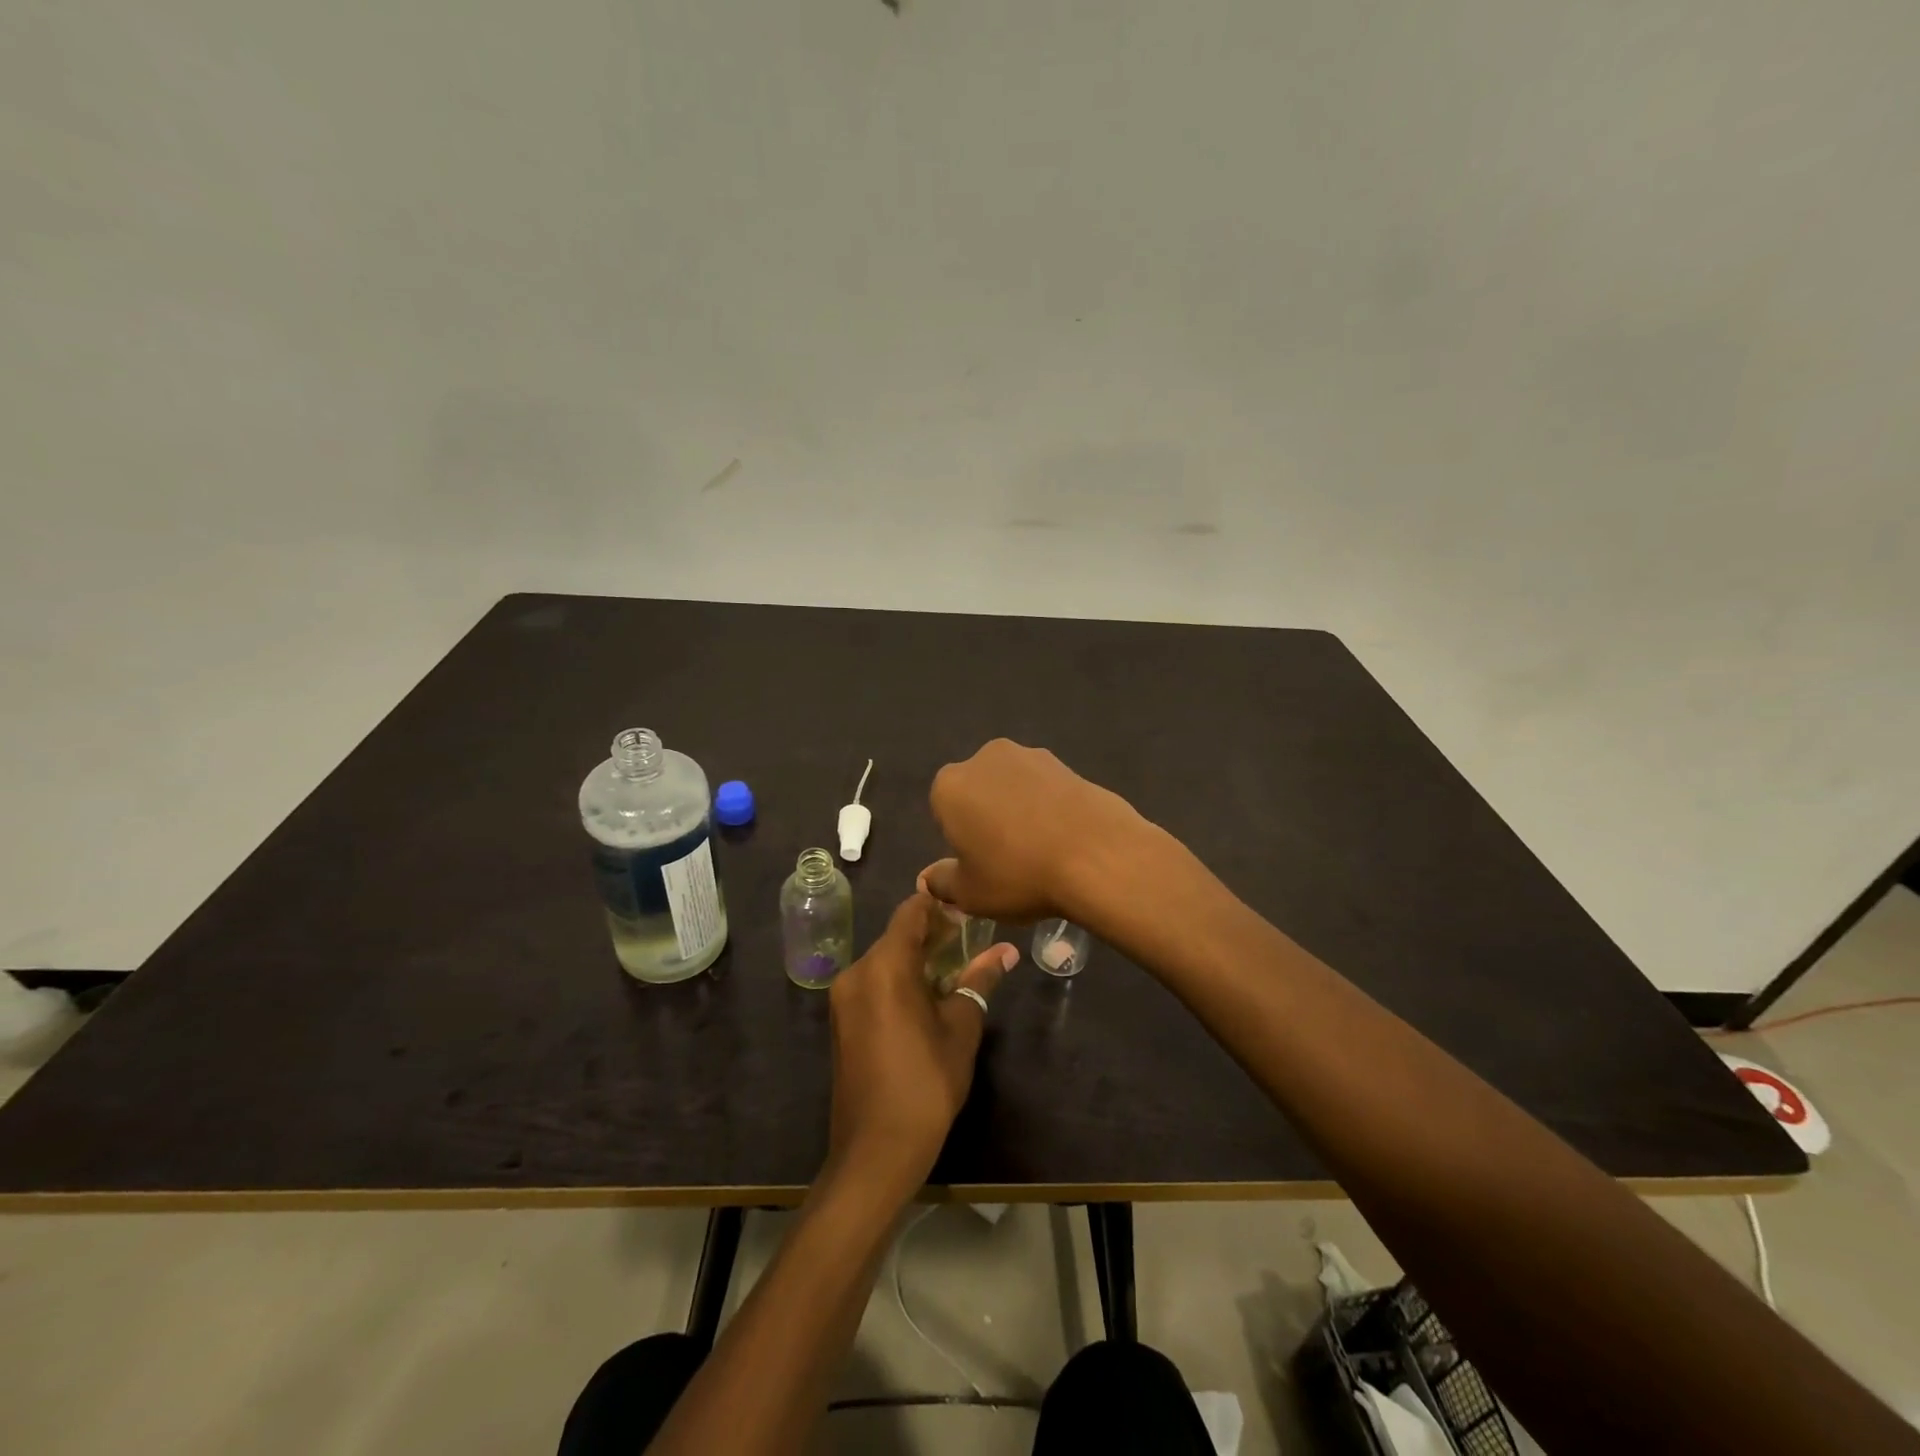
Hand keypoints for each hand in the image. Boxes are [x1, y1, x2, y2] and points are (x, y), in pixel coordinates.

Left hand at [825, 893, 1017, 1193]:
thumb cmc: (926, 1083)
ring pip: (885, 961)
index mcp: (884, 966)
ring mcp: (844, 998)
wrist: (876, 1150)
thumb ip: (979, 980)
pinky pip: (873, 984)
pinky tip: (928, 996)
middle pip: (897, 936)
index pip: (911, 912)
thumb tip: (1007, 952)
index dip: (940, 906)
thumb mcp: (961, 1027)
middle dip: (932, 934)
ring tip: (955, 967)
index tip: (969, 910)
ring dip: (917, 959)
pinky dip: (899, 980)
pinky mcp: (842, 1021)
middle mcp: (857, 973)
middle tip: (970, 940)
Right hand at [920, 738, 1150, 922]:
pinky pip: (1045, 788)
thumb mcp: (970, 894)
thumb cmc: (1019, 875)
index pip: (943, 811)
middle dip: (987, 817)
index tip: (979, 864)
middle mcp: (984, 758)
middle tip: (1008, 858)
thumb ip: (942, 882)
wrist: (1098, 855)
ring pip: (1012, 787)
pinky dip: (1048, 807)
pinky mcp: (1066, 762)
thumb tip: (930, 877)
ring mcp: (1029, 755)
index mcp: (950, 786)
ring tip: (1042, 849)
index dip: (959, 839)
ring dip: (1019, 809)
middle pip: (978, 791)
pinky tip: (1065, 838)